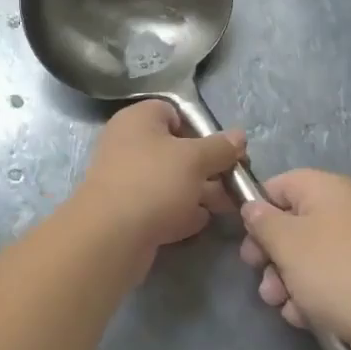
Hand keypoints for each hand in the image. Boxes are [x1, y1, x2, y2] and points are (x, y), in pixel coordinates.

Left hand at [76, 101, 245, 260]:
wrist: (110, 236)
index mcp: (138, 120)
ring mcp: (126, 180)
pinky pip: (160, 206)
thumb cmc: (154, 182)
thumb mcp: (195, 159)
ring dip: (198, 192)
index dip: (200, 128)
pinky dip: (180, 212)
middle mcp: (128, 145)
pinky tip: (199, 222)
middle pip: (176, 150)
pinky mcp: (127, 212)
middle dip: (207, 167)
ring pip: (171, 181)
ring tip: (226, 206)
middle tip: (233, 182)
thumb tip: (240, 136)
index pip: (173, 112)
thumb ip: (220, 147)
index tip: (224, 149)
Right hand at [239, 170, 350, 349]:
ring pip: (304, 257)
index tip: (245, 237)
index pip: (279, 185)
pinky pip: (324, 281)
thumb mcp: (287, 242)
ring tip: (280, 303)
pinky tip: (303, 317)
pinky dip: (309, 297)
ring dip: (284, 280)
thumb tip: (253, 208)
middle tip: (259, 273)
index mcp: (326, 189)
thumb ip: (262, 221)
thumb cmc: (335, 271)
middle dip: (269, 253)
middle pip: (290, 224)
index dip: (257, 209)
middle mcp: (342, 211)